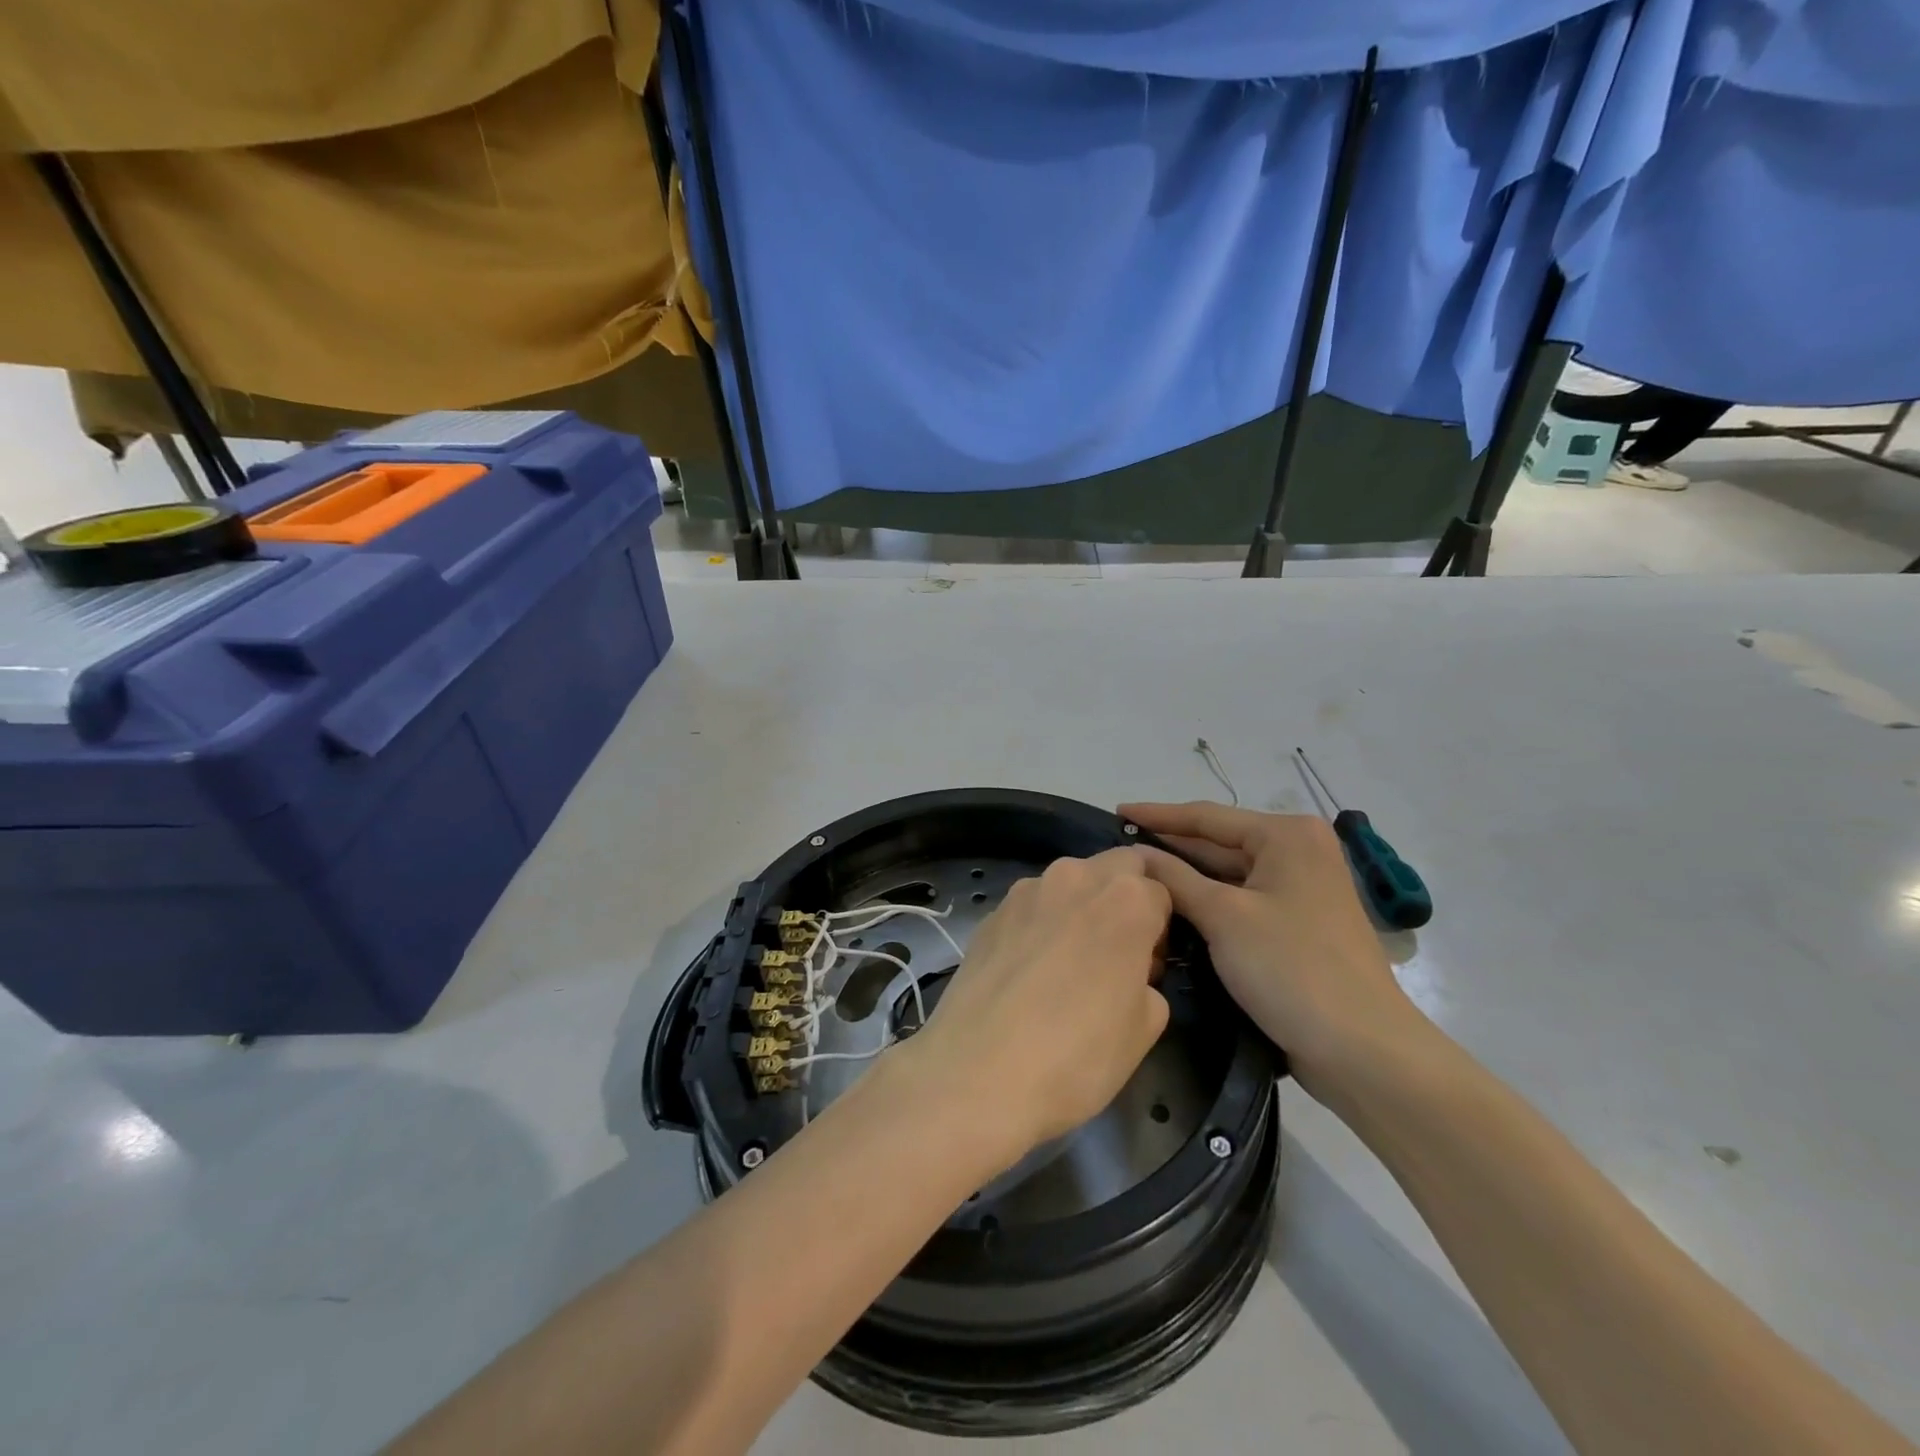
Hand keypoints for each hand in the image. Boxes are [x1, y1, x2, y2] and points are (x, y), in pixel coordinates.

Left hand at [905, 849, 1171, 1163]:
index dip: (1159, 929)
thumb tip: (1129, 973)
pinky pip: (1030, 907)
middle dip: (1123, 897)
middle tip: (1116, 953)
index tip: (1147, 968)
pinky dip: (1040, 924)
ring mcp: (1025, 891)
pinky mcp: (990, 913)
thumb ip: (1148, 981)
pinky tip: (1029, 972)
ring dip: (1079, 907)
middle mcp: (1075, 877)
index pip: (1160, 891)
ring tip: (1067, 963)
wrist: (979, 1073)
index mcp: (1126, 899)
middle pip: (1114, 868)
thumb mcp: (1145, 1027)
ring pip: (1068, 882)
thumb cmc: (1078, 1054)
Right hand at [1120, 802, 1428, 1101]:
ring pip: (1229, 874)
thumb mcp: (1223, 917)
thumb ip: (1175, 879)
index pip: (1207, 816)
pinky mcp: (1298, 923)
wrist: (1362, 1050)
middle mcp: (1298, 852)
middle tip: (1119, 847)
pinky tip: (1173, 906)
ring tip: (1136, 874)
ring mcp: (1301, 889)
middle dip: (1171, 846)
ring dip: (1187, 877)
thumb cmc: (1291, 968)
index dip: (1158, 815)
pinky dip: (1209, 901)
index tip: (1115, 810)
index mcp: (1287, 836)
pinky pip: (1242, 900)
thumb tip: (1136, 855)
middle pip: (1220, 842)